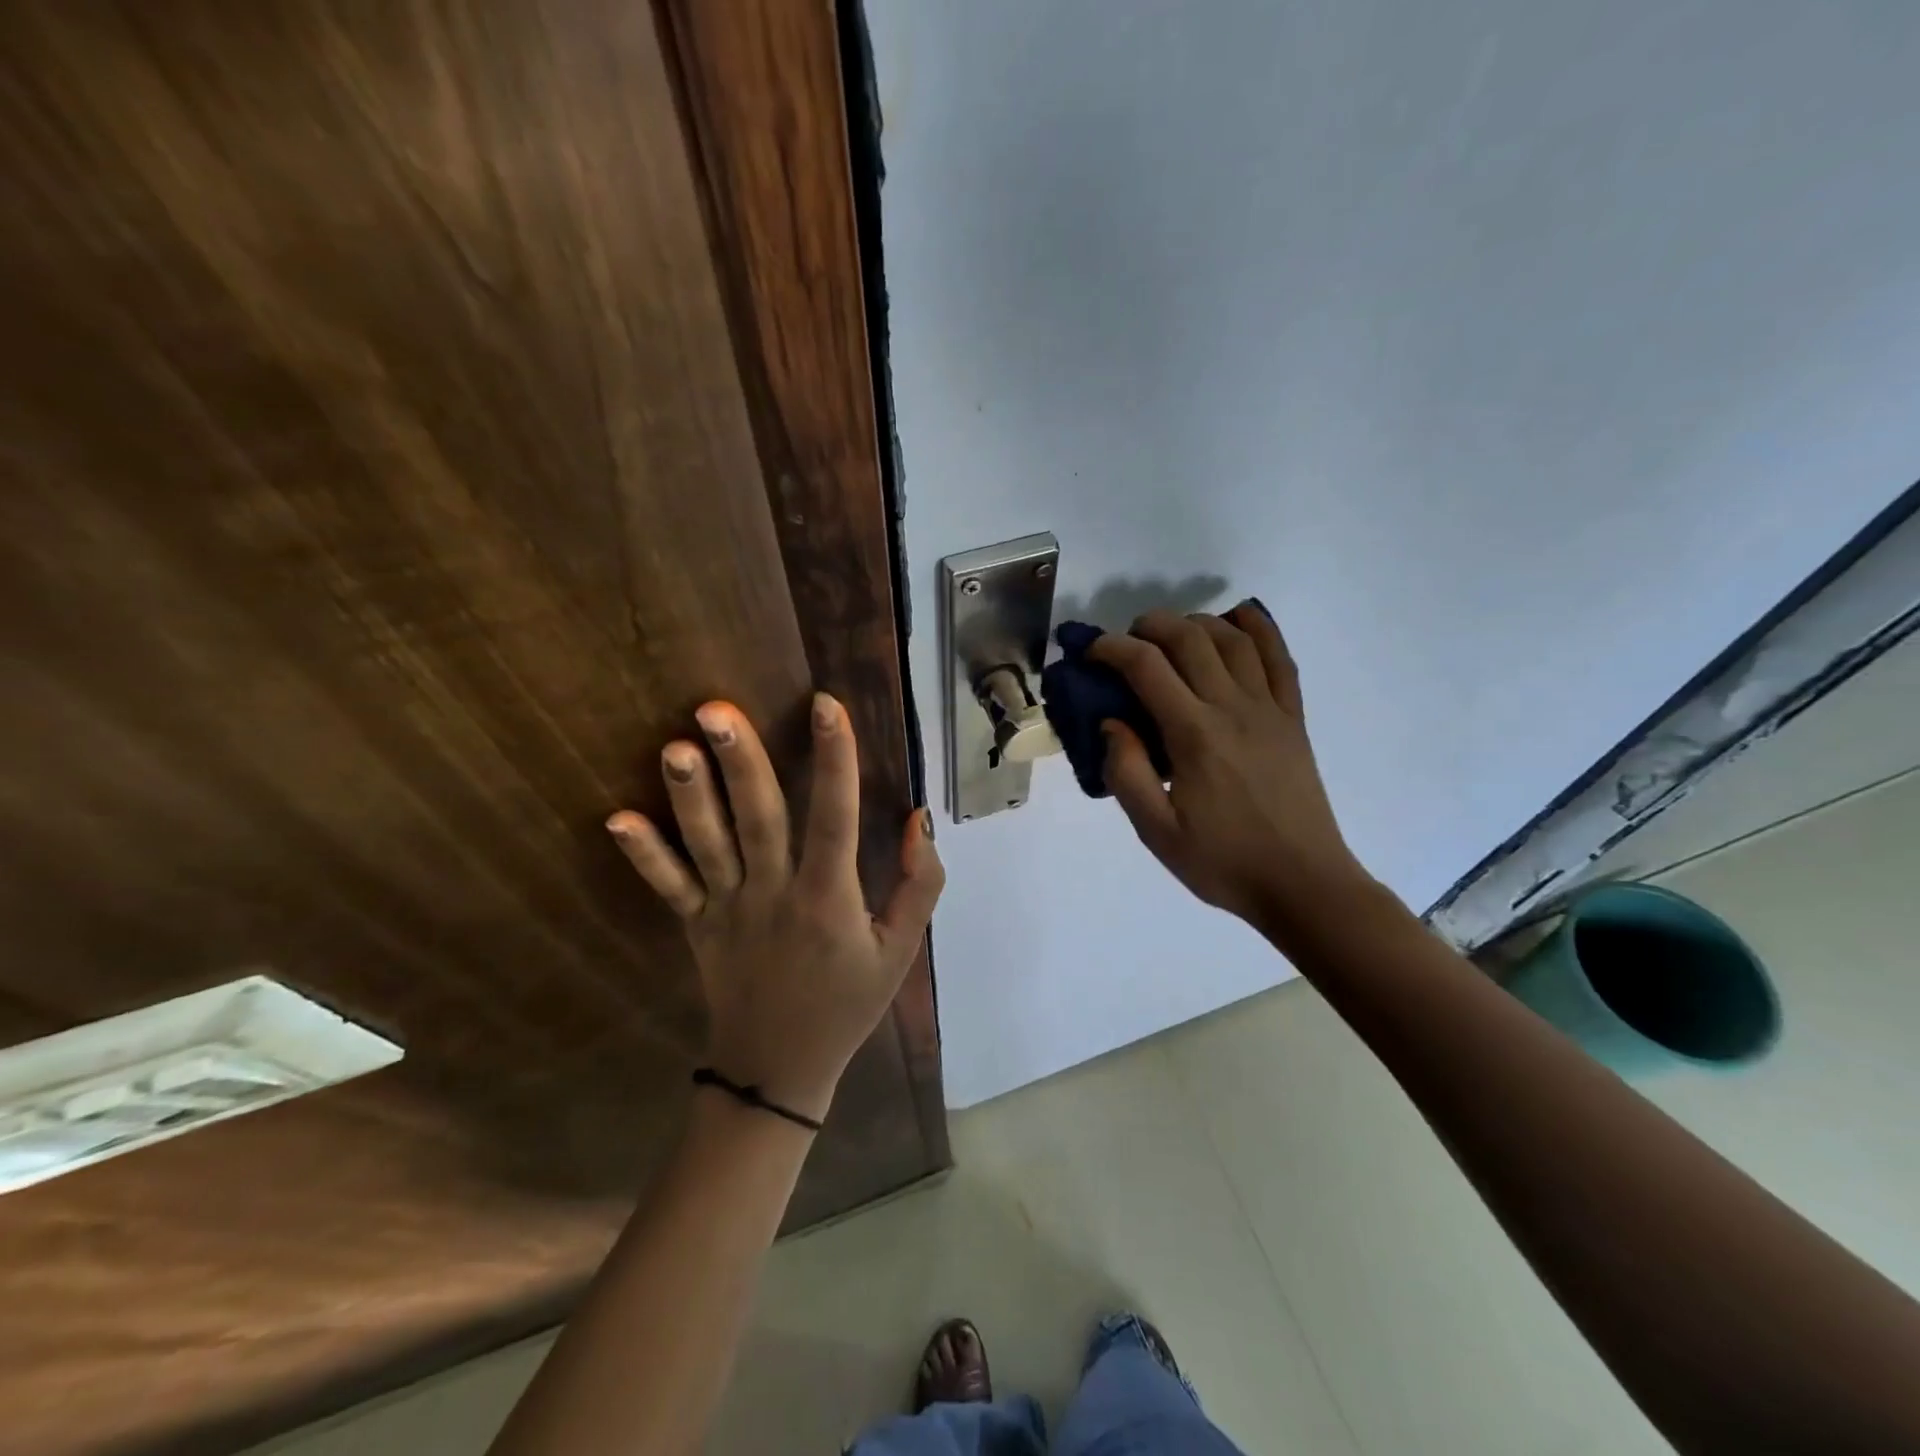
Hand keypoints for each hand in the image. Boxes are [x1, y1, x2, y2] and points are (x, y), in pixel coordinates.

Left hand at [605, 694, 943, 1124]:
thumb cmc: (848, 1003)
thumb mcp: (902, 950)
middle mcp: (775, 894)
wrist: (779, 1070)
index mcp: (829, 899)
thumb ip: (919, 883)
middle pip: (758, 819)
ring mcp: (728, 910)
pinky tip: (617, 818)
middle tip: (717, 708)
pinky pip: (669, 887)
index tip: (826, 705)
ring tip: (676, 746)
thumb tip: (918, 817)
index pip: (835, 817)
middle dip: (741, 762)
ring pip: (708, 845)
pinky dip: (644, 854)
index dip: (834, 760)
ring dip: (691, 796)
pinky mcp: (697, 926)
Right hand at [1088, 603, 1374, 948]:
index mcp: (1194, 735)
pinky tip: (1239, 619)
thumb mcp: (1156, 832)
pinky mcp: (1293, 718)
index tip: (1090, 654)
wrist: (1303, 884)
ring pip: (1233, 638)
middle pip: (1189, 638)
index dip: (1111, 649)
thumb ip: (1126, 773)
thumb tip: (1111, 722)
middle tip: (1126, 642)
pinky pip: (1280, 658)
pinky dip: (1259, 628)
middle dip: (1149, 626)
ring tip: (1172, 634)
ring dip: (1196, 622)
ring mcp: (1270, 709)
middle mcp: (1232, 708)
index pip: (1146, 667)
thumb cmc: (1223, 862)